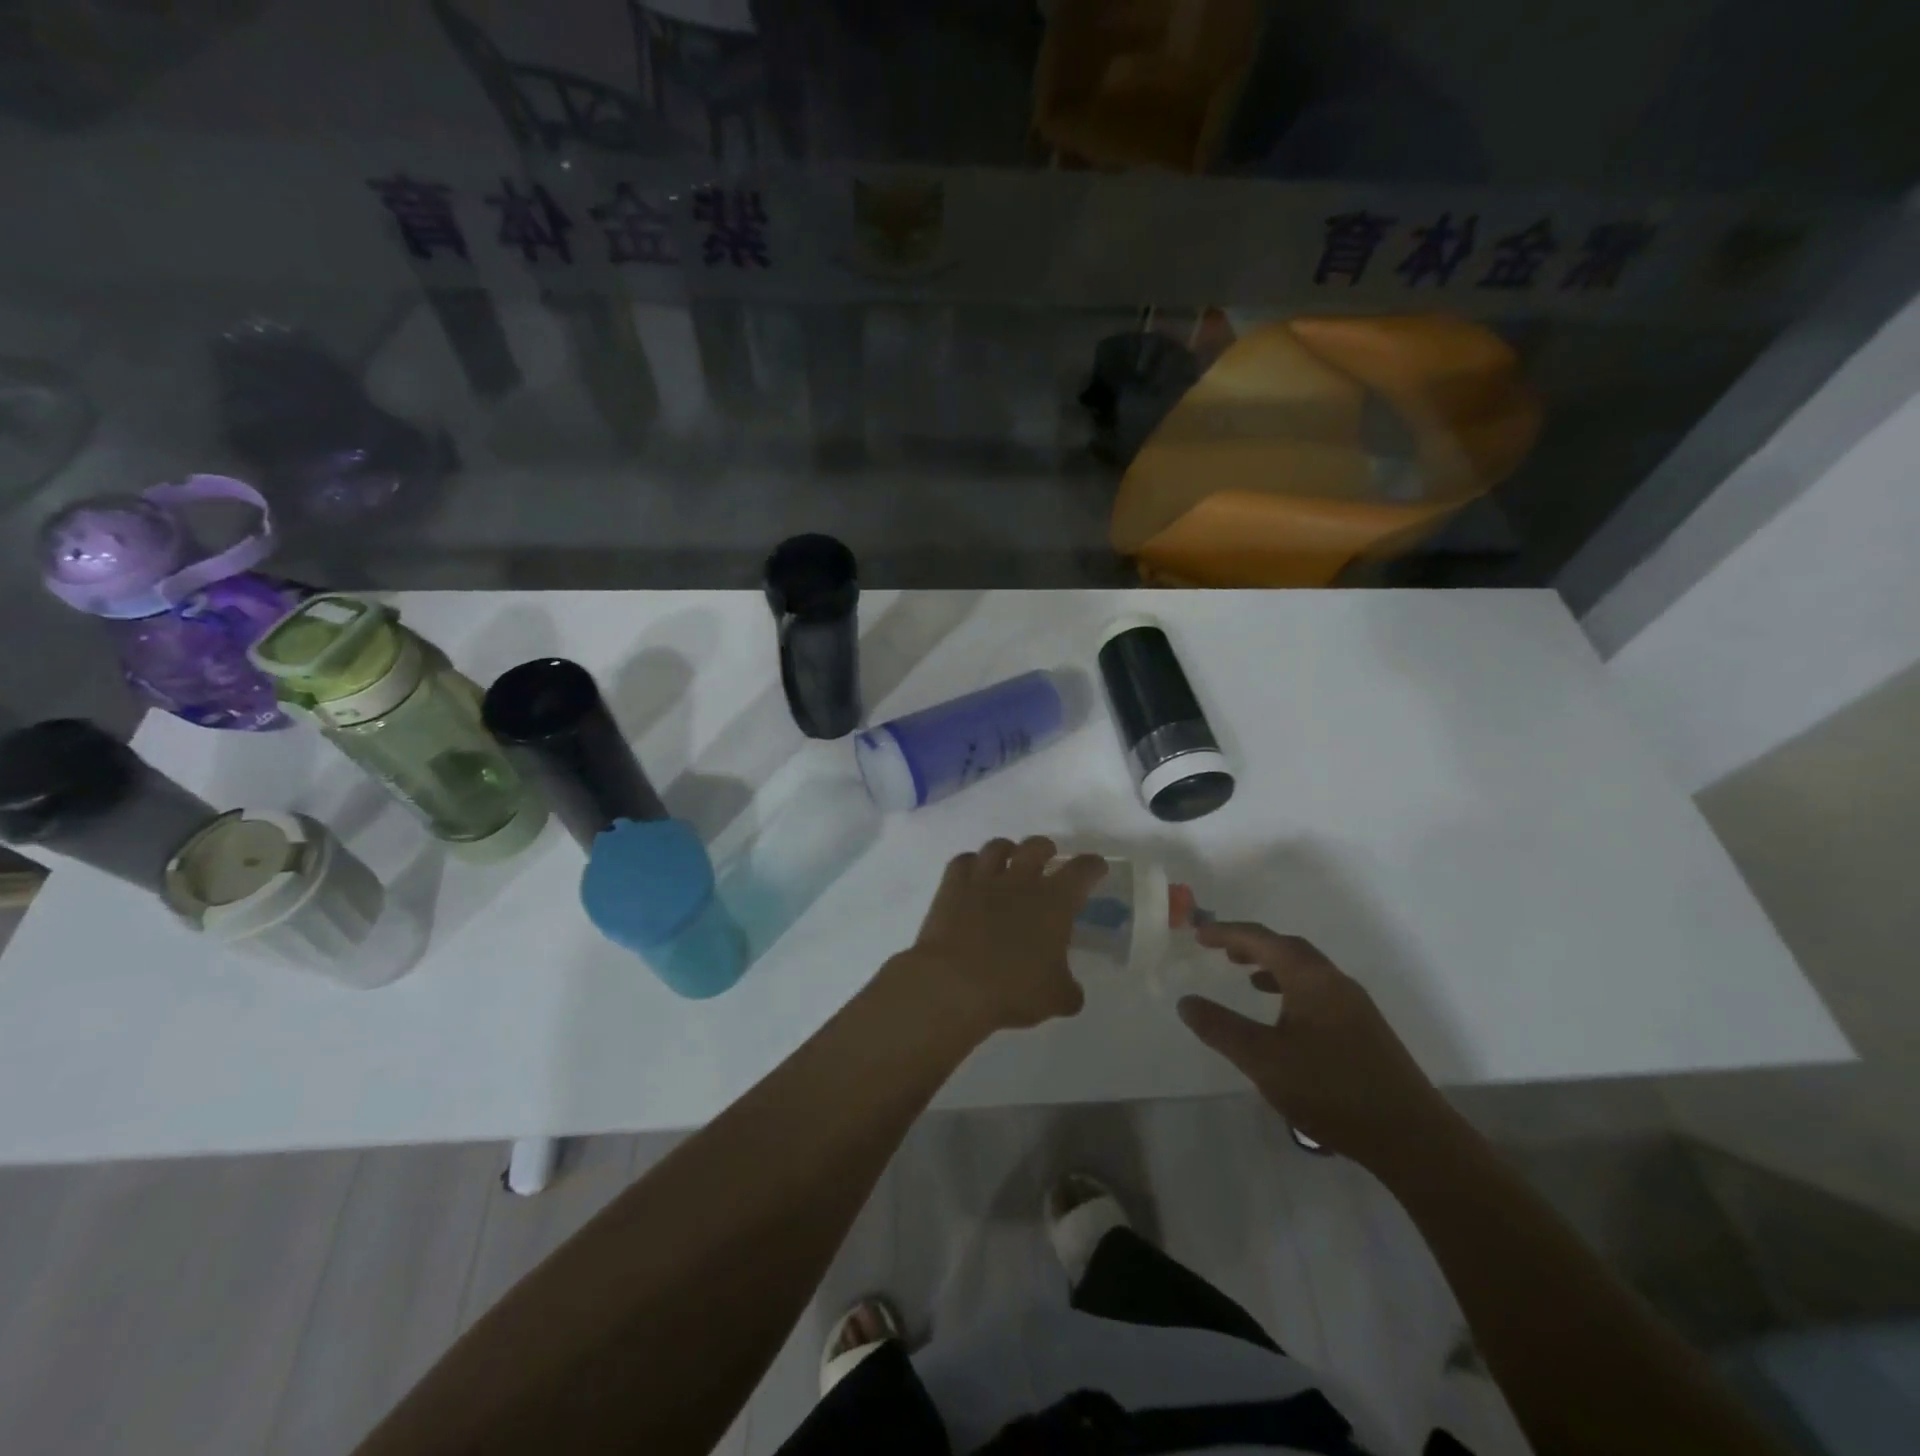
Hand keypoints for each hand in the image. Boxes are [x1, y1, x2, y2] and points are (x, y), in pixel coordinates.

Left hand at [891, 837, 1108, 1038]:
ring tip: (1008, 861)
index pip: (1082, 870)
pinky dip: (970, 864)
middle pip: (1037, 846)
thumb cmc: (1013, 989)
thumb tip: (1070, 991)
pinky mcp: (951, 887)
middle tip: (1048, 859)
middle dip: (1046, 849)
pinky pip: (962, 861)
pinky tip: (972, 875)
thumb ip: (1068, 990)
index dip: (1092, 866)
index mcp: (1054, 901)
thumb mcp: (1055, 998)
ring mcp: (983, 880)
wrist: (954, 983)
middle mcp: (1021, 881)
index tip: (1096, 868)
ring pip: (997, 846)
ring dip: (1007, 850)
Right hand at [1176, 921, 1454, 1169]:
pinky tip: (1284, 1020)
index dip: (1227, 933)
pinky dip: (1291, 990)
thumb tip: (1186, 1002)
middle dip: (1252, 945)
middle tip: (1220, 950)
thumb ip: (1220, 1028)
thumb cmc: (1331, 1090)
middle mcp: (1335, 982)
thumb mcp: (1263, 1060)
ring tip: (1247, 978)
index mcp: (1311, 978)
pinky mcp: (1365, 1032)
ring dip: (1273, 967)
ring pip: (1306, 971)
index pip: (1262, 939)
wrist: (1412, 1139)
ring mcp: (1355, 1007)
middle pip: (1288, 949)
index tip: (1198, 934)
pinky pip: (1318, 993)